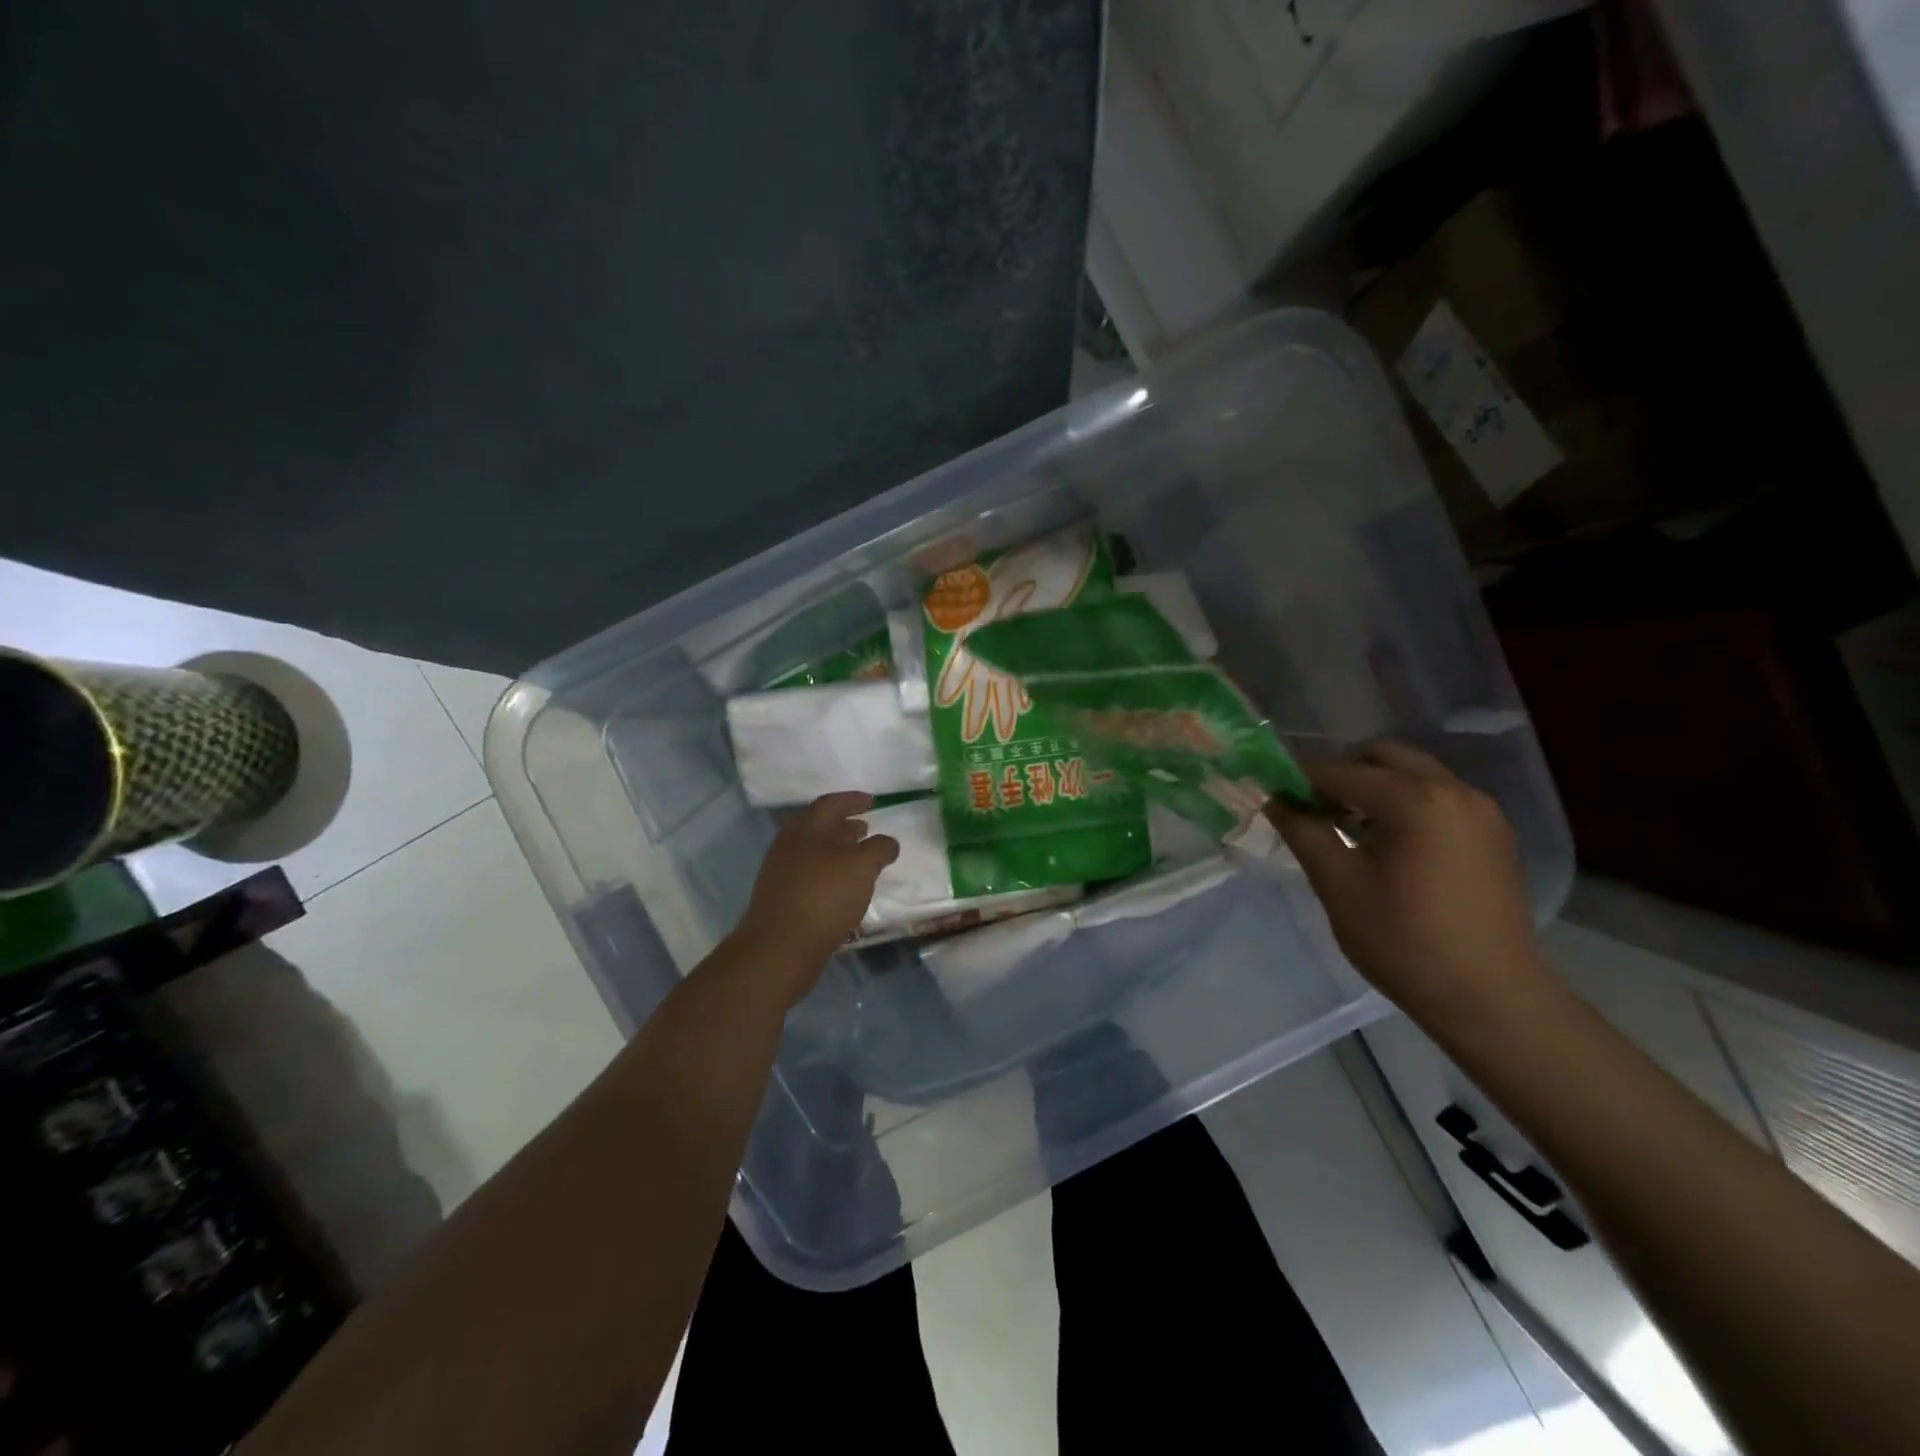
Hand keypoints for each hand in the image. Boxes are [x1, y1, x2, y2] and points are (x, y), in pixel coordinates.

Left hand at [734, 792, 899, 1001]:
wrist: (780, 948)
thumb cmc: (824, 896)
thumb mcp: (861, 866)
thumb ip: (879, 849)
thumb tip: (887, 842)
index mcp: (804, 830)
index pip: (830, 804)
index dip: (852, 800)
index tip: (872, 802)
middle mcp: (788, 847)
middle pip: (818, 829)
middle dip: (843, 828)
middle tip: (865, 829)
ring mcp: (781, 876)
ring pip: (814, 855)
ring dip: (838, 854)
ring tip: (860, 862)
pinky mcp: (781, 902)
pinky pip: (810, 879)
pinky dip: (830, 877)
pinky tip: (845, 891)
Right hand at [1269, 741, 1548, 1029]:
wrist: (1491, 997)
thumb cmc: (1404, 941)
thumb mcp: (1338, 885)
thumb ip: (1303, 832)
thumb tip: (1275, 800)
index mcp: (1414, 799)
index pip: (1340, 770)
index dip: (1300, 780)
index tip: (1275, 797)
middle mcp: (1453, 790)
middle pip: (1383, 756)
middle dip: (1342, 773)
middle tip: (1313, 809)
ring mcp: (1481, 810)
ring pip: (1414, 773)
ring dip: (1375, 787)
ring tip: (1348, 827)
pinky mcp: (1494, 833)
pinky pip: (1439, 797)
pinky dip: (1406, 803)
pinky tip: (1388, 843)